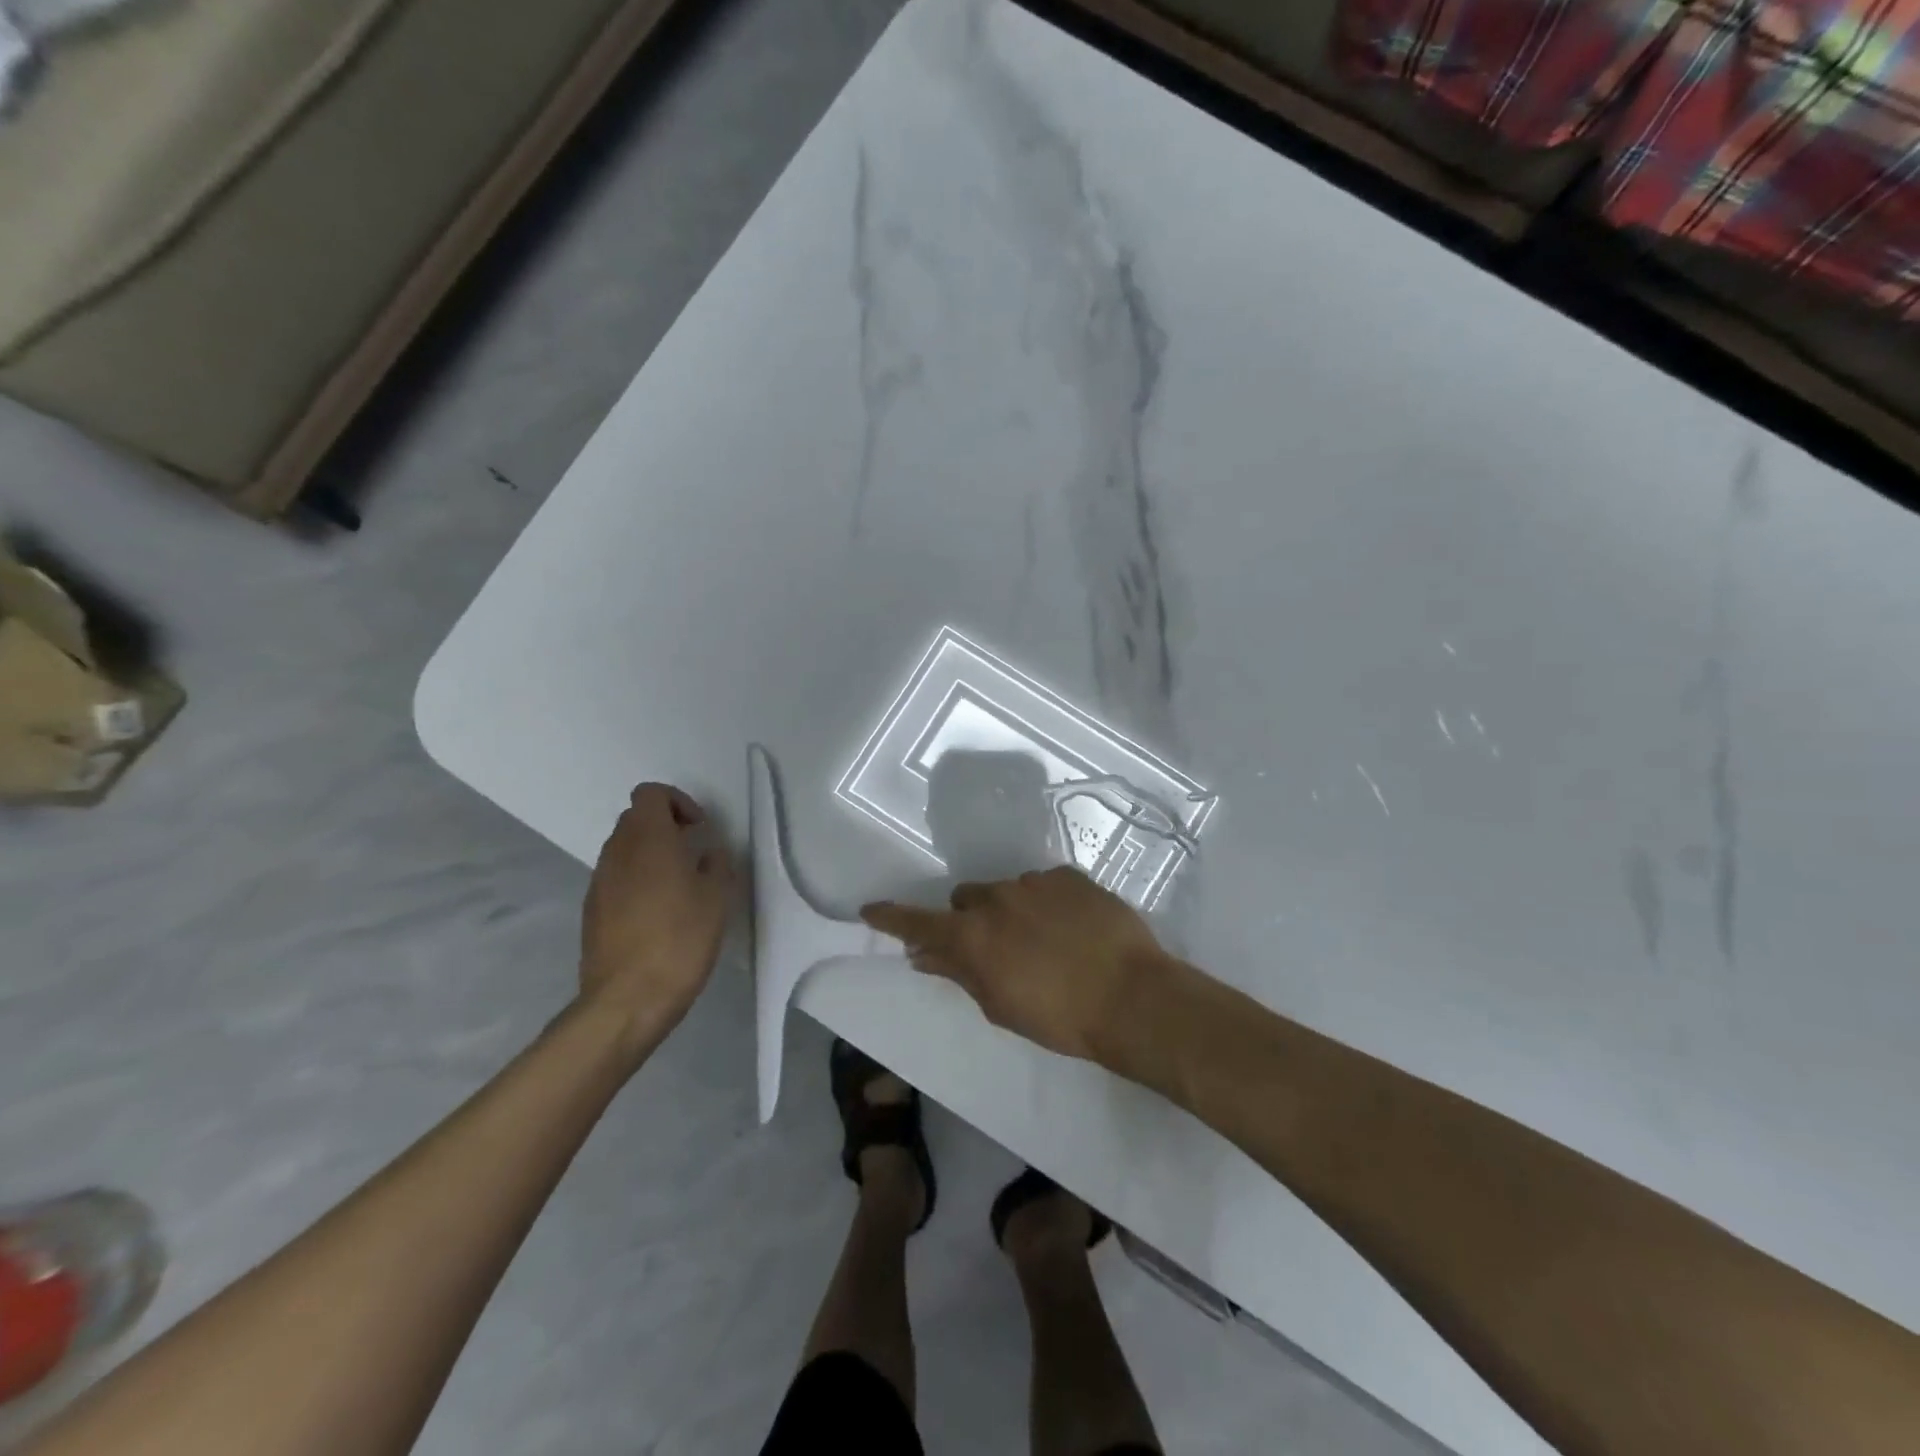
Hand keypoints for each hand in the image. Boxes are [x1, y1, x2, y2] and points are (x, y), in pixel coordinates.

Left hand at [580, 784, 734, 1042]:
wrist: (627, 999)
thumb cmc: (680, 939)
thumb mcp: (717, 897)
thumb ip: (715, 864)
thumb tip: (706, 853)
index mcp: (648, 840)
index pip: (650, 794)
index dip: (677, 802)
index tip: (699, 829)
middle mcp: (617, 853)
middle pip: (635, 818)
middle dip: (665, 826)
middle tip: (693, 853)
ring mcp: (599, 882)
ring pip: (624, 849)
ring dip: (650, 854)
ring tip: (679, 886)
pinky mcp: (592, 911)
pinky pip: (616, 878)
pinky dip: (636, 880)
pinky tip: (658, 913)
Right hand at [860, 866, 1175, 1064]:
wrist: (1132, 997)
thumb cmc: (1060, 1017)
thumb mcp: (1000, 1005)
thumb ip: (959, 973)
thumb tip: (924, 955)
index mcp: (973, 935)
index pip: (919, 923)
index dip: (892, 918)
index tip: (870, 909)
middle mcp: (996, 898)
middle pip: (966, 900)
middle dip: (971, 920)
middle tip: (995, 950)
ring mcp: (1035, 882)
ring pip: (1007, 891)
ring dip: (1012, 911)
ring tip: (1045, 942)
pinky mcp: (1069, 876)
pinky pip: (1044, 885)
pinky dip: (1047, 903)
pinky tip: (1072, 929)